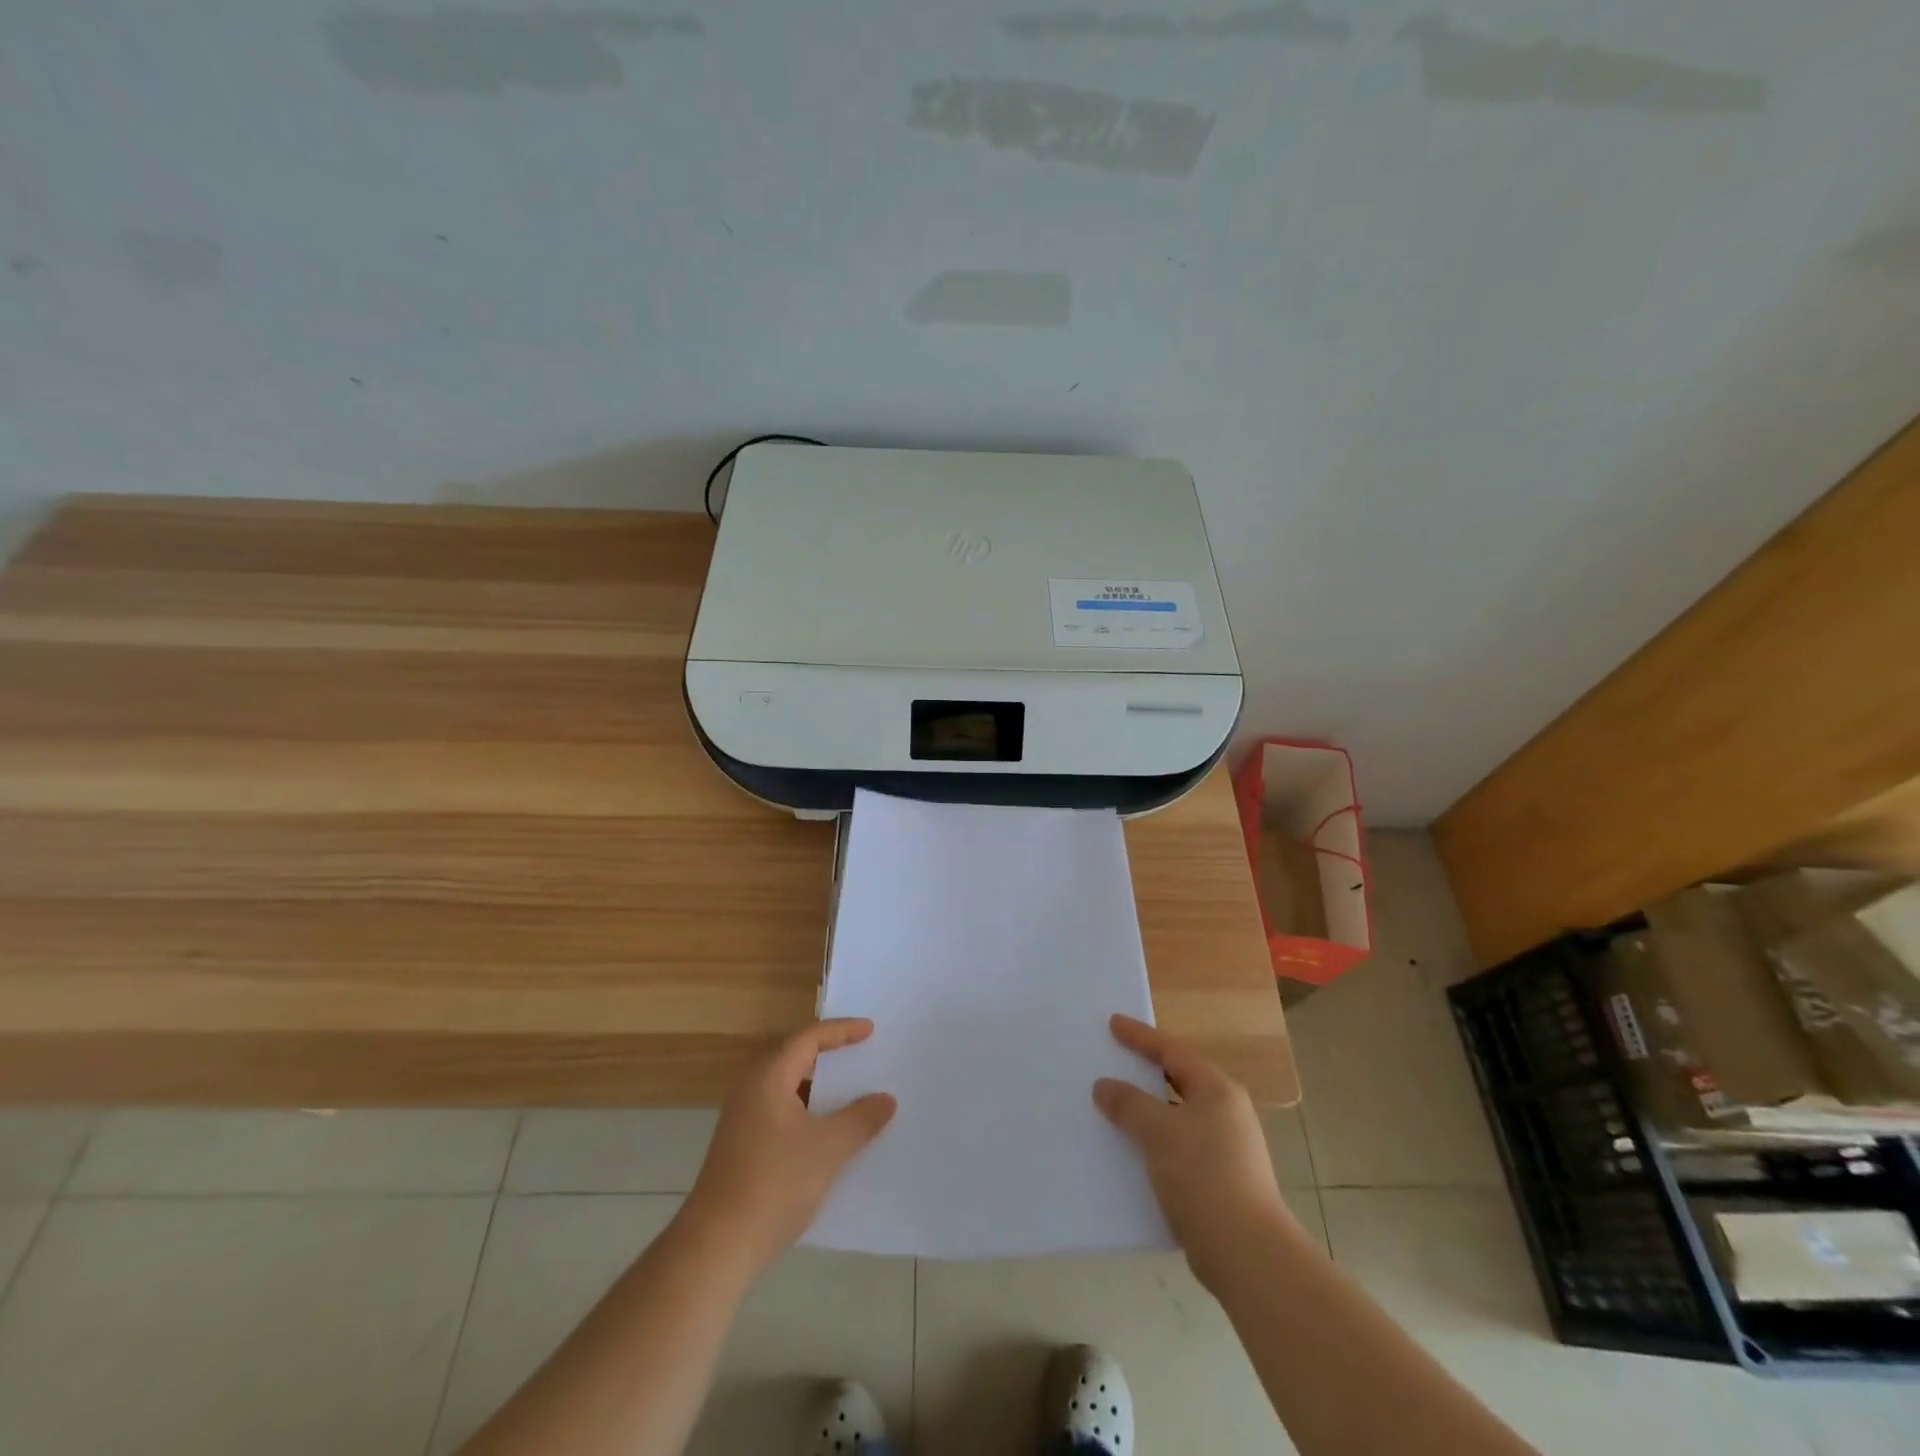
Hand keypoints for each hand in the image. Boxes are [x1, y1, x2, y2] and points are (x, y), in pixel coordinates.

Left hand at [680, 1018, 896, 1275]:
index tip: (870, 1030)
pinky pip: (782, 1114)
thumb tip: (886, 1099)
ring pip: (788, 1089)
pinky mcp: (742, 1148)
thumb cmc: (775, 1183)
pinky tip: (830, 1135)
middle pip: (795, 1058)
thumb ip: (860, 1118)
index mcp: (768, 1076)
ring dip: (819, 1088)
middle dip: (829, 1055)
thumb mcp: (829, 1148)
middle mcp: (751, 1089)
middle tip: (861, 1053)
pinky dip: (808, 1113)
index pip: (808, 1038)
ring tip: (852, 1092)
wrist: (718, 1246)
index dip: (841, 1031)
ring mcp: (743, 1120)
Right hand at [1094, 1014, 1299, 1289]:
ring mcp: (1227, 1148)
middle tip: (1113, 1060)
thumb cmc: (1203, 1176)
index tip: (1113, 1023)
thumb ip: (1128, 1103)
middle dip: (1144, 1072)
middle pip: (1178, 1080)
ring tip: (1114, 1106)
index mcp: (1216, 1089)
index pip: (1172, 1051)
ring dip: (1147, 1111)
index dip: (1140, 1036)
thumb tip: (1105, 1086)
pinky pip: (1179, 1146)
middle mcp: (1226, 1112)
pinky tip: (1132, 1152)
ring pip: (1177, 1116)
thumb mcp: (1158, 1131)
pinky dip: (1155, 1142)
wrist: (1247, 1253)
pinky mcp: (1221, 1180)